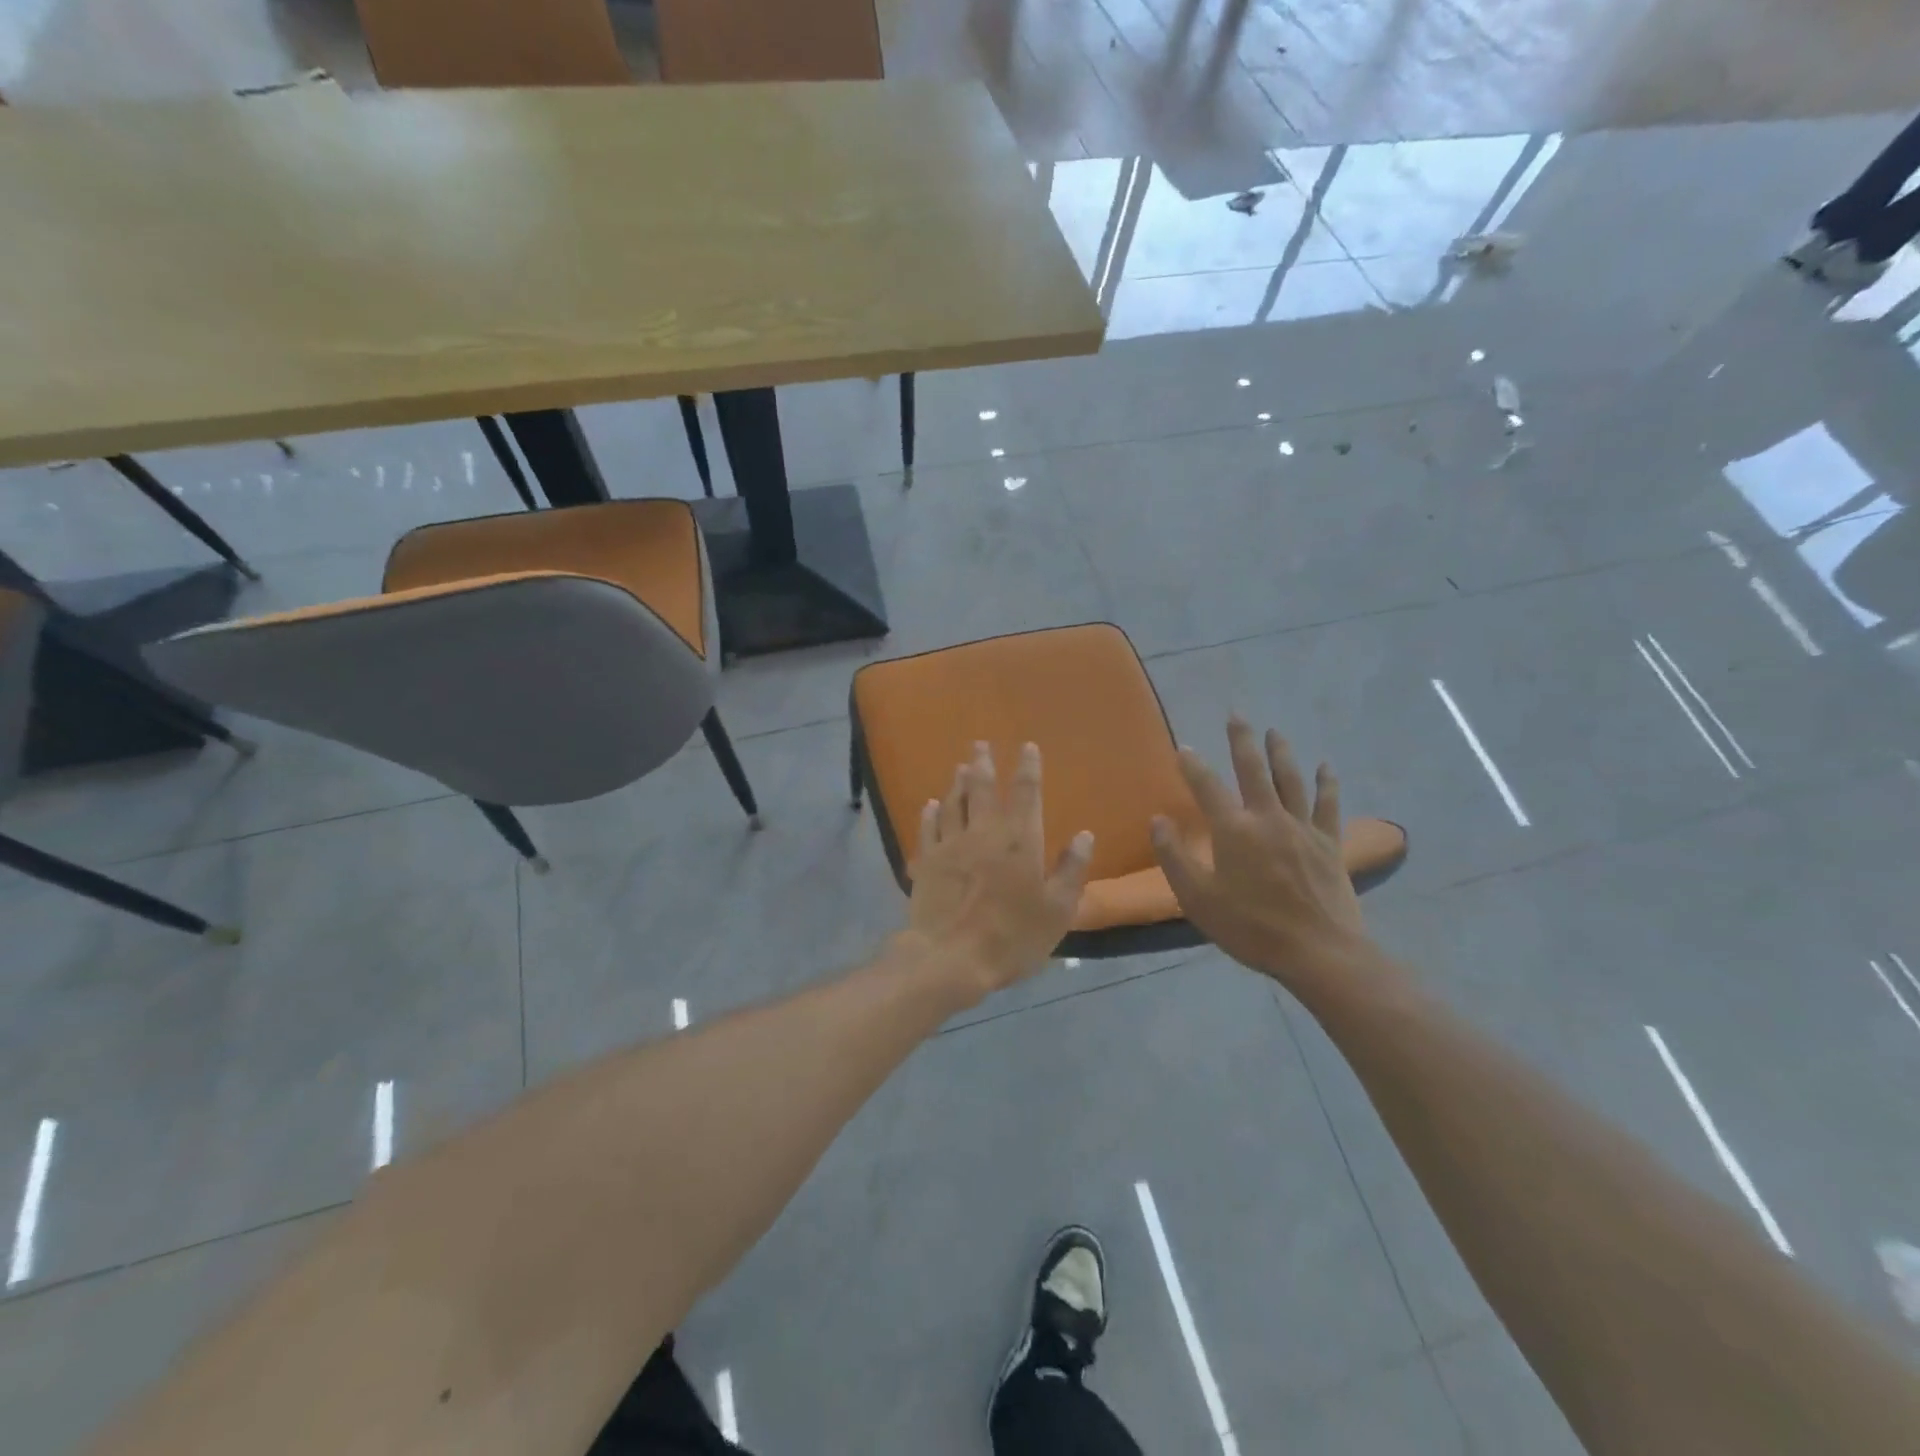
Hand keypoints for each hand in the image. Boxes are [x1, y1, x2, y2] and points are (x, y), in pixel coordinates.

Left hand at [905, 741, 1093, 1002]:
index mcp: (1019, 840)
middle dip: (983, 762)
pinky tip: (930, 804)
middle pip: (982, 787)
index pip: (1026, 792)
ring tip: (959, 767)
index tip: (1027, 746)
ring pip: (953, 803)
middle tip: (980, 744)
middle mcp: (983, 832)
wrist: (950, 958)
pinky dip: (930, 812)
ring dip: (957, 782)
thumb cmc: (1012, 936)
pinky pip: (928, 828)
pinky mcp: (926, 861)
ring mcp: (950, 844)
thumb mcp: (1057, 910)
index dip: (1027, 767)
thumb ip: (1071, 870)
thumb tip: (1083, 835)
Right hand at [1151, 718, 1377, 991]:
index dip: (1192, 765)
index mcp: (1233, 831)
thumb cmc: (1251, 928)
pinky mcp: (1329, 843)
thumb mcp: (1198, 899)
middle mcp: (1268, 818)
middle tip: (1236, 715)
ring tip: (1274, 731)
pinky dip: (1327, 783)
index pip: (1206, 787)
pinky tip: (1325, 766)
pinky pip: (1328, 805)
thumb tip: (1158, 820)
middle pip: (1253, 770)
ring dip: (1281, 752)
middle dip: (1242, 740)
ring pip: (1291, 779)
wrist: (1319, 953)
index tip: (1181, 747)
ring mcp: (1303, 828)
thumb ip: (1175, 858)